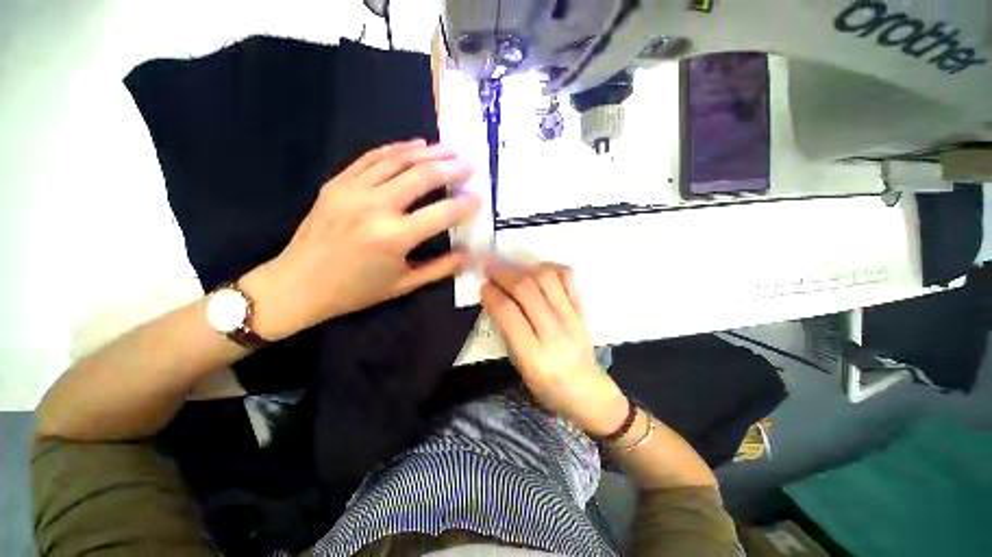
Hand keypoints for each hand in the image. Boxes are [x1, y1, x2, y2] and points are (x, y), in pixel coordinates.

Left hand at [242, 140, 479, 339]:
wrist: (297, 284)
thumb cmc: (355, 291)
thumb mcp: (404, 285)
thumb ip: (440, 268)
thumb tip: (468, 254)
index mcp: (393, 238)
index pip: (441, 213)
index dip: (464, 205)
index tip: (479, 198)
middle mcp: (375, 208)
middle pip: (421, 176)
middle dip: (451, 167)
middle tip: (470, 163)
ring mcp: (352, 190)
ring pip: (398, 160)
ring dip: (428, 151)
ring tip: (449, 147)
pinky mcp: (337, 183)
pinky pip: (372, 158)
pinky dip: (397, 149)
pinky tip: (415, 145)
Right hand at [481, 260, 627, 435]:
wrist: (586, 390)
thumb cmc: (546, 384)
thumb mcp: (519, 364)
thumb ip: (507, 330)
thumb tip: (495, 297)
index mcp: (534, 355)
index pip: (509, 313)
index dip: (492, 294)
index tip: (483, 286)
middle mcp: (555, 333)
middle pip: (527, 290)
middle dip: (503, 273)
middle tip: (489, 266)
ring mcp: (572, 318)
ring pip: (547, 279)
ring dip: (523, 268)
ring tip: (510, 267)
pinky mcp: (582, 309)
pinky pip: (567, 277)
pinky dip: (549, 267)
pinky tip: (536, 270)